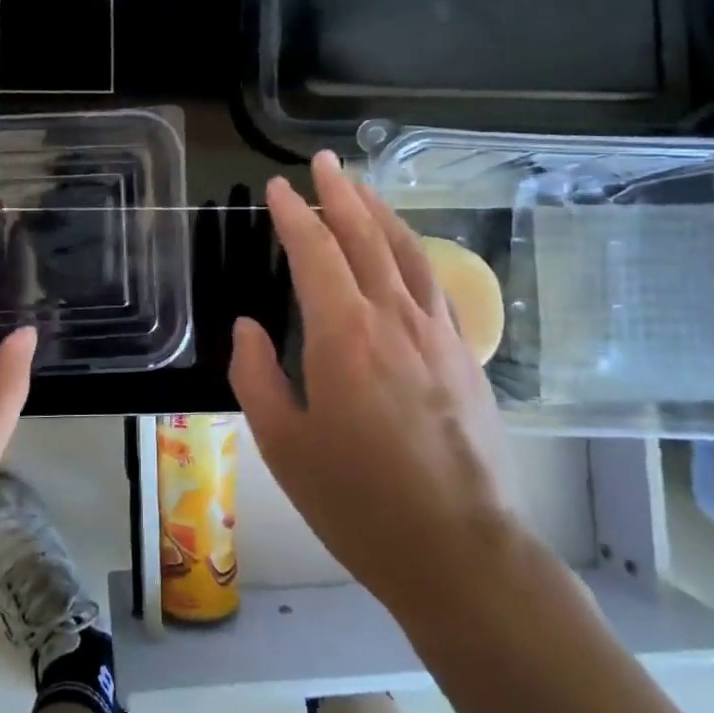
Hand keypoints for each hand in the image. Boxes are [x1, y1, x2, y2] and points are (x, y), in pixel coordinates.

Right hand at [228, 151, 513, 611]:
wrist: (458, 550)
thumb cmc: (357, 501)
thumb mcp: (283, 445)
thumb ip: (257, 376)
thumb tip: (249, 327)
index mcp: (344, 335)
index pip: (315, 252)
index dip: (293, 214)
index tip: (277, 188)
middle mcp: (394, 318)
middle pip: (366, 236)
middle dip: (341, 194)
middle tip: (324, 162)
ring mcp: (437, 333)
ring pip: (406, 252)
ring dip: (380, 213)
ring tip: (360, 187)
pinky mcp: (464, 355)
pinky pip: (435, 283)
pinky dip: (413, 252)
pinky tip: (405, 251)